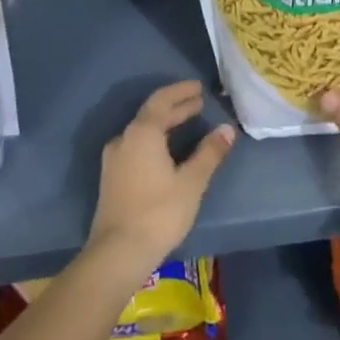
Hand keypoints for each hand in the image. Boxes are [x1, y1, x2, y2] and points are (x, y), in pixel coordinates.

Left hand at [85, 81, 234, 274]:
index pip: (161, 101)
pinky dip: (156, 139)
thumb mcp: (192, 181)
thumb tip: (226, 130)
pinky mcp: (113, 177)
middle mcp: (123, 140)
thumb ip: (209, 153)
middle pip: (151, 115)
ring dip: (165, 124)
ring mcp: (114, 159)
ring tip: (188, 123)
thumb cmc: (159, 212)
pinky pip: (137, 146)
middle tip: (199, 103)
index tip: (199, 87)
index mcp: (142, 134)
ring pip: (142, 131)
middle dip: (176, 107)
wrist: (118, 252)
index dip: (181, 92)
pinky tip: (169, 149)